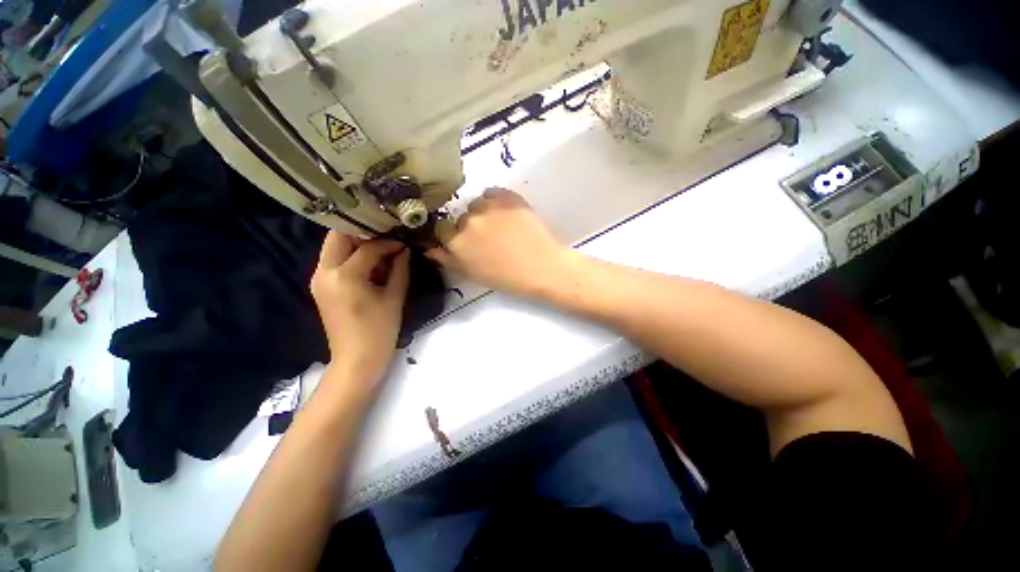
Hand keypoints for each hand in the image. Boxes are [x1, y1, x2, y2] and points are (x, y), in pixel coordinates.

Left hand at [311, 234, 409, 390]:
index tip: (404, 244)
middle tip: (386, 239)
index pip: (367, 248)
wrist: (357, 360)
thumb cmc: (379, 330)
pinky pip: (334, 261)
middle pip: (338, 237)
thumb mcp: (394, 297)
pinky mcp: (321, 287)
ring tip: (381, 249)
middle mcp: (324, 273)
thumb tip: (405, 250)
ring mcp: (319, 280)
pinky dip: (351, 256)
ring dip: (356, 243)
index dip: (388, 244)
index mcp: (344, 276)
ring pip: (334, 247)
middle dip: (363, 233)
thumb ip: (400, 269)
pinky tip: (370, 264)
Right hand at [427, 188, 578, 298]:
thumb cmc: (508, 278)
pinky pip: (492, 193)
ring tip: (501, 227)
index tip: (465, 242)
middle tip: (489, 239)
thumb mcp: (473, 274)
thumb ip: (448, 259)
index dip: (452, 235)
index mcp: (457, 242)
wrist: (542, 267)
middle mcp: (468, 221)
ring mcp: (488, 206)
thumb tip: (429, 248)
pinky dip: (496, 201)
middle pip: (461, 217)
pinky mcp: (507, 197)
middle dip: (470, 227)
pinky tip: (508, 215)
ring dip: (483, 213)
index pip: (442, 228)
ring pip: (476, 204)